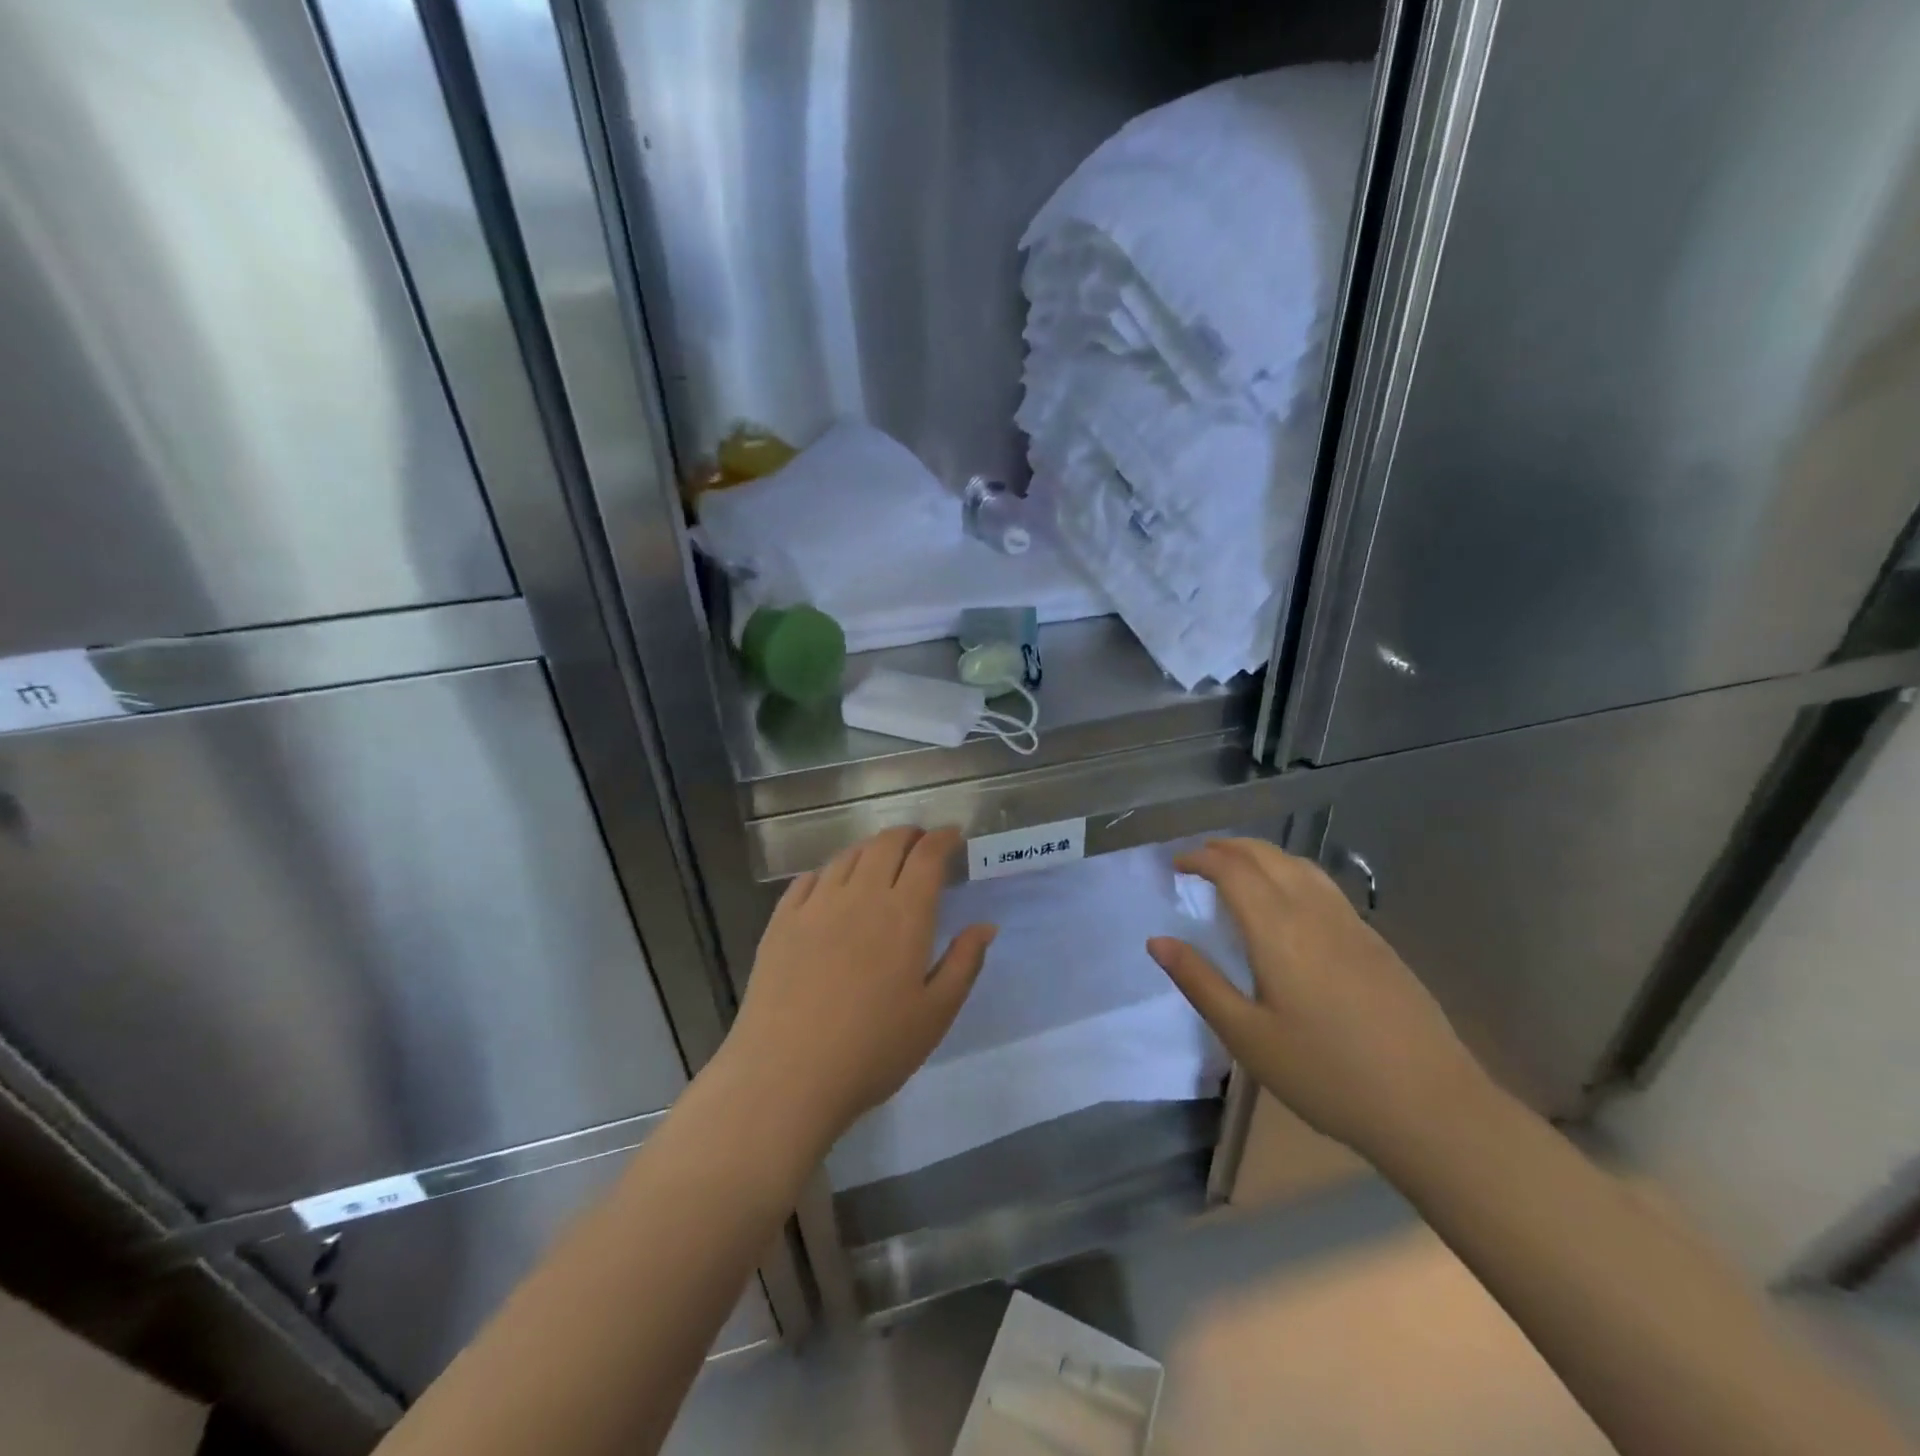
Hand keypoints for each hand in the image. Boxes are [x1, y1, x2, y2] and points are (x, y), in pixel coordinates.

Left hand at [717, 827, 996, 1153]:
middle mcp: (861, 895)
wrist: (786, 1075)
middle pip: (886, 844)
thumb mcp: (935, 1014)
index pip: (928, 856)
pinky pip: (808, 879)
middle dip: (908, 835)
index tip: (953, 836)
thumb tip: (985, 926)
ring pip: (847, 857)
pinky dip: (829, 871)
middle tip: (920, 843)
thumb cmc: (873, 1050)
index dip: (943, 838)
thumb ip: (964, 963)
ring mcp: (816, 905)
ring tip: (880, 860)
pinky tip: (831, 885)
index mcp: (904, 914)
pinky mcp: (781, 921)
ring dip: (870, 849)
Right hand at [1148, 838, 1490, 1161]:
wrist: (1432, 1107)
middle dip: (1228, 847)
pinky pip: (1323, 885)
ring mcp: (1351, 924)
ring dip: (1262, 855)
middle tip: (1199, 858)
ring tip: (1238, 869)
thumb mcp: (1248, 1037)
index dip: (1201, 858)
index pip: (1233, 870)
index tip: (1176, 865)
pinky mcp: (1376, 941)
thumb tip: (1158, 941)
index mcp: (1279, 931)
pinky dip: (1290, 872)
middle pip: (1267, 856)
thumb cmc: (1327, 1075)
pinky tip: (1288, 901)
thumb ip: (1201, 982)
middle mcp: (1314, 913)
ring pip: (1300, 866)